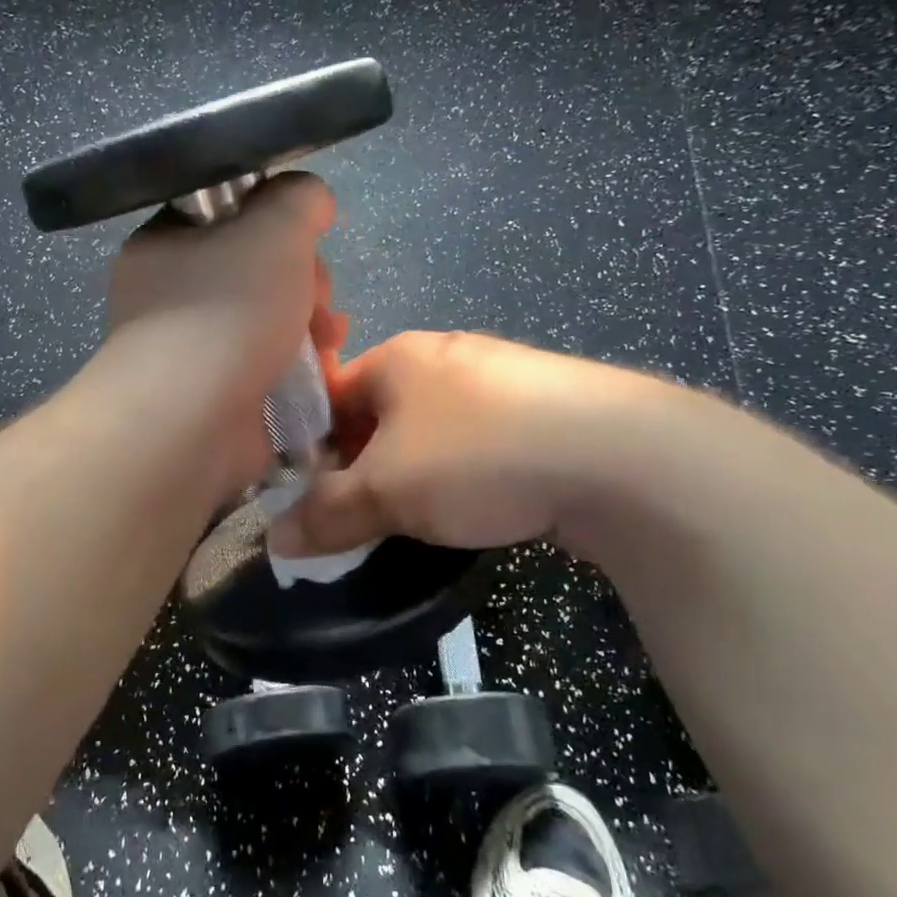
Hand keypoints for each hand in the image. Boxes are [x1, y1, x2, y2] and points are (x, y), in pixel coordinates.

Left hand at [104, 173, 343, 479]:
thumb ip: (298, 198)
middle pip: (256, 269)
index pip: (228, 215)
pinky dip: (298, 365)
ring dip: (310, 322)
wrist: (191, 421)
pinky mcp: (216, 396)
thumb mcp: (274, 226)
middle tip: (318, 297)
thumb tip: (310, 198)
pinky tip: (323, 371)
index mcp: (166, 244)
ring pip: (268, 319)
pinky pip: (267, 365)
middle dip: (304, 279)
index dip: (276, 222)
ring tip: (329, 338)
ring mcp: (192, 349)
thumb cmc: (227, 311)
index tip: (304, 239)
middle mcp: (171, 294)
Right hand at [270, 331, 676, 554]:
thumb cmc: (478, 456)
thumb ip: (326, 514)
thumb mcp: (387, 492)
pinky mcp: (545, 410)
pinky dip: (464, 475)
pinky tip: (477, 508)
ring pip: (431, 432)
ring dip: (414, 474)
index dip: (311, 447)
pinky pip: (479, 442)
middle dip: (363, 466)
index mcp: (398, 356)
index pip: (330, 395)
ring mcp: (501, 380)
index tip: (308, 497)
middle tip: (358, 517)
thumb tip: (274, 540)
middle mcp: (445, 356)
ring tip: (416, 520)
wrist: (622, 458)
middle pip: (380, 415)